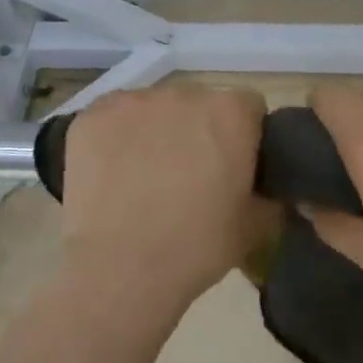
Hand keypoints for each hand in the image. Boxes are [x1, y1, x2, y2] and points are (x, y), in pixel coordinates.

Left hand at [56, 84, 273, 307]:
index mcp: (230, 113)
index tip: (234, 166)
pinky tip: (113, 173)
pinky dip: (117, 138)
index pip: (248, 107)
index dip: (244, 135)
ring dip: (156, 131)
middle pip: (198, 104)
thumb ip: (270, 194)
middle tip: (189, 174)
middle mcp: (183, 94)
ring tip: (145, 176)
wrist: (121, 268)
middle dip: (198, 131)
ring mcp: (133, 102)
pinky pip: (113, 118)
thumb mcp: (256, 227)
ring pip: (154, 109)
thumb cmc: (196, 247)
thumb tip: (265, 188)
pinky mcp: (92, 116)